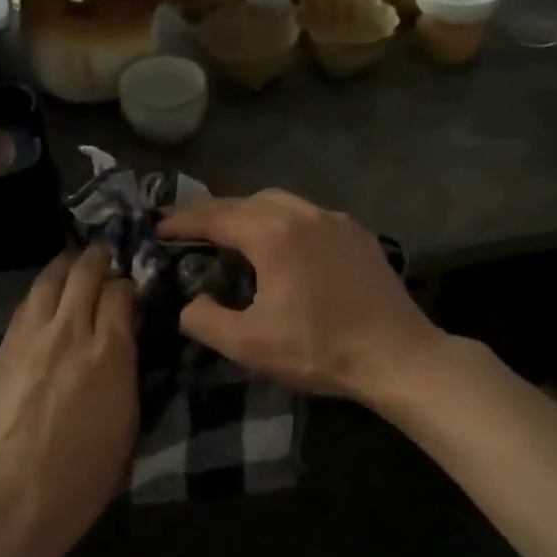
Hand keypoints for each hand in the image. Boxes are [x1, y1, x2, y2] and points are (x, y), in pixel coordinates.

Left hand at [0, 248, 138, 556]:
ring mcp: (29, 338)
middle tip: (107, 259)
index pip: (121, 292)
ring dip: (67, 269)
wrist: (12, 502)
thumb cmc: (83, 477)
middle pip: (84, 272)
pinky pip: (25, 306)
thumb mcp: (127, 423)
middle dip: (100, 259)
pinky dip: (42, 295)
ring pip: (49, 280)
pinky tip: (46, 302)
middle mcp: (68, 332)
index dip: (129, 284)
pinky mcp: (1, 350)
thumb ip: (128, 368)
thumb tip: (126, 336)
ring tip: (76, 269)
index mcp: (109, 352)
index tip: (132, 290)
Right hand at [156, 191, 444, 401]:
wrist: (398, 356)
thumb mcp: (249, 345)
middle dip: (214, 213)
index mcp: (274, 234)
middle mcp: (304, 214)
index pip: (215, 216)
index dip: (182, 221)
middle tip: (190, 232)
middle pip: (246, 200)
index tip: (157, 227)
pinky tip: (282, 249)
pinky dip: (282, 222)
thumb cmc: (320, 349)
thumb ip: (204, 320)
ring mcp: (336, 220)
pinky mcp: (358, 234)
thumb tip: (190, 303)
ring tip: (232, 237)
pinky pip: (308, 216)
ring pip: (280, 203)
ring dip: (249, 214)